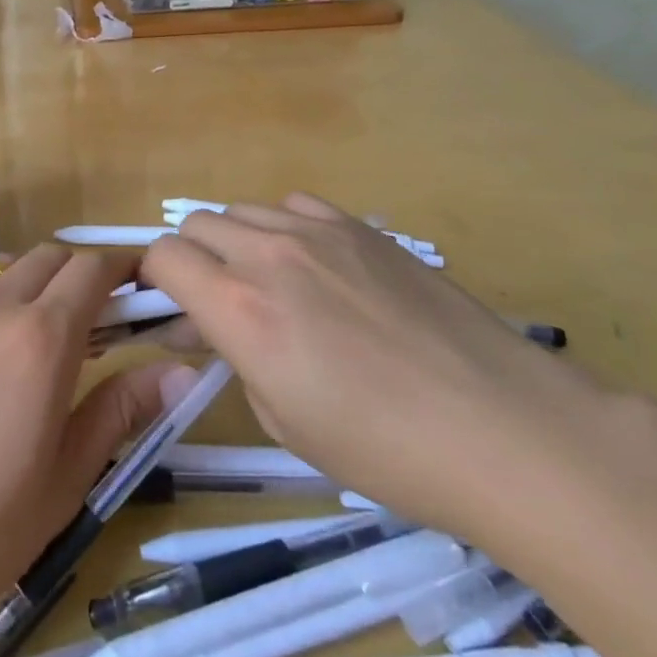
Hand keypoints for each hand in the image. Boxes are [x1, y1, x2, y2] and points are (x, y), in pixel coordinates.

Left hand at [0, 246, 196, 643]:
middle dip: (81, 275)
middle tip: (94, 322)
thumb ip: (120, 412)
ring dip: (33, 282)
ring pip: (5, 265)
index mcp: (40, 341)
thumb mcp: (62, 484)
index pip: (92, 270)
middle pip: (51, 257)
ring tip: (35, 333)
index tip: (140, 288)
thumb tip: (182, 372)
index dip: (122, 269)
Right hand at [141, 193, 611, 544]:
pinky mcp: (362, 227)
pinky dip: (284, 227)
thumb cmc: (386, 450)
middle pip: (196, 223)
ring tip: (269, 284)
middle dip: (192, 259)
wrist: (502, 428)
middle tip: (218, 301)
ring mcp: (318, 232)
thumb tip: (218, 328)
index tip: (170, 308)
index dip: (154, 280)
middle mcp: (268, 255)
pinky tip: (315, 265)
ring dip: (236, 242)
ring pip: (243, 211)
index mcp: (240, 309)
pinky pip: (296, 206)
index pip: (162, 257)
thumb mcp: (285, 422)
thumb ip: (238, 358)